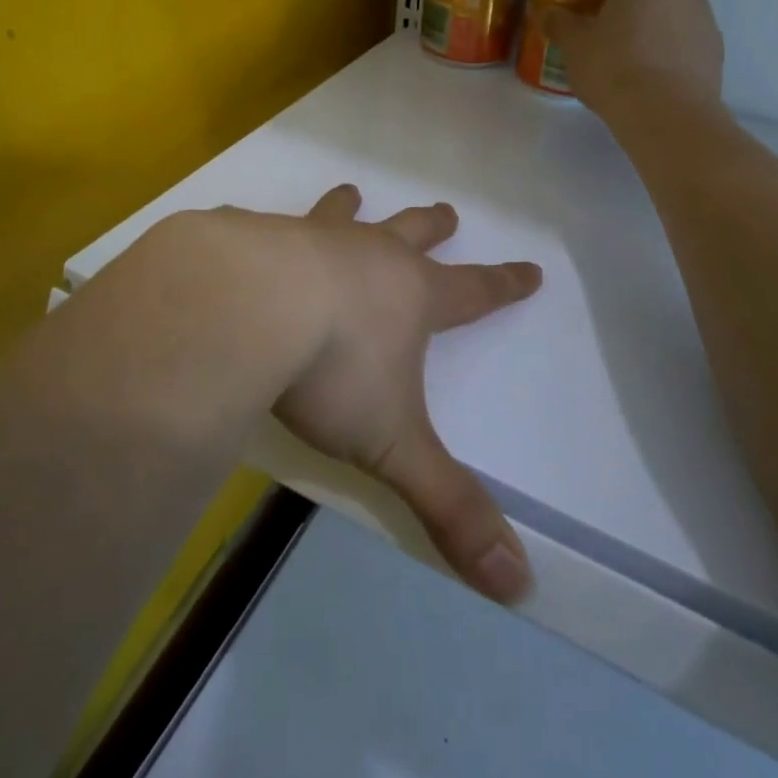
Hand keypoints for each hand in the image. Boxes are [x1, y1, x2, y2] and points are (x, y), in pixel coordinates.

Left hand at [263, 185, 540, 602]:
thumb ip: (449, 506)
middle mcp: (366, 255)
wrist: (246, 305)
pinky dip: (268, 227)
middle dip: (433, 226)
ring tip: (354, 192)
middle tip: (448, 211)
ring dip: (351, 207)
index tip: (531, 268)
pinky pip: (267, 224)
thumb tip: (520, 585)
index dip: (506, 284)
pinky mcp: (254, 234)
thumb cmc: (331, 370)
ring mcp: (310, 237)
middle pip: (412, 233)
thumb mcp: (392, 445)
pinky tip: (248, 231)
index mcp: (409, 296)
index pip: (475, 291)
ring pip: (343, 215)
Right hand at [540, 0, 724, 119]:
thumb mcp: (575, 46)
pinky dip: (673, 53)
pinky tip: (651, 78)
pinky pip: (689, 44)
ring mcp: (706, 25)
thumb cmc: (614, 67)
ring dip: (659, 26)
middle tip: (614, 20)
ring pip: (679, 14)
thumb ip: (561, 24)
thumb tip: (548, 13)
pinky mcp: (716, 58)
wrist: (666, 116)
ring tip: (631, 56)